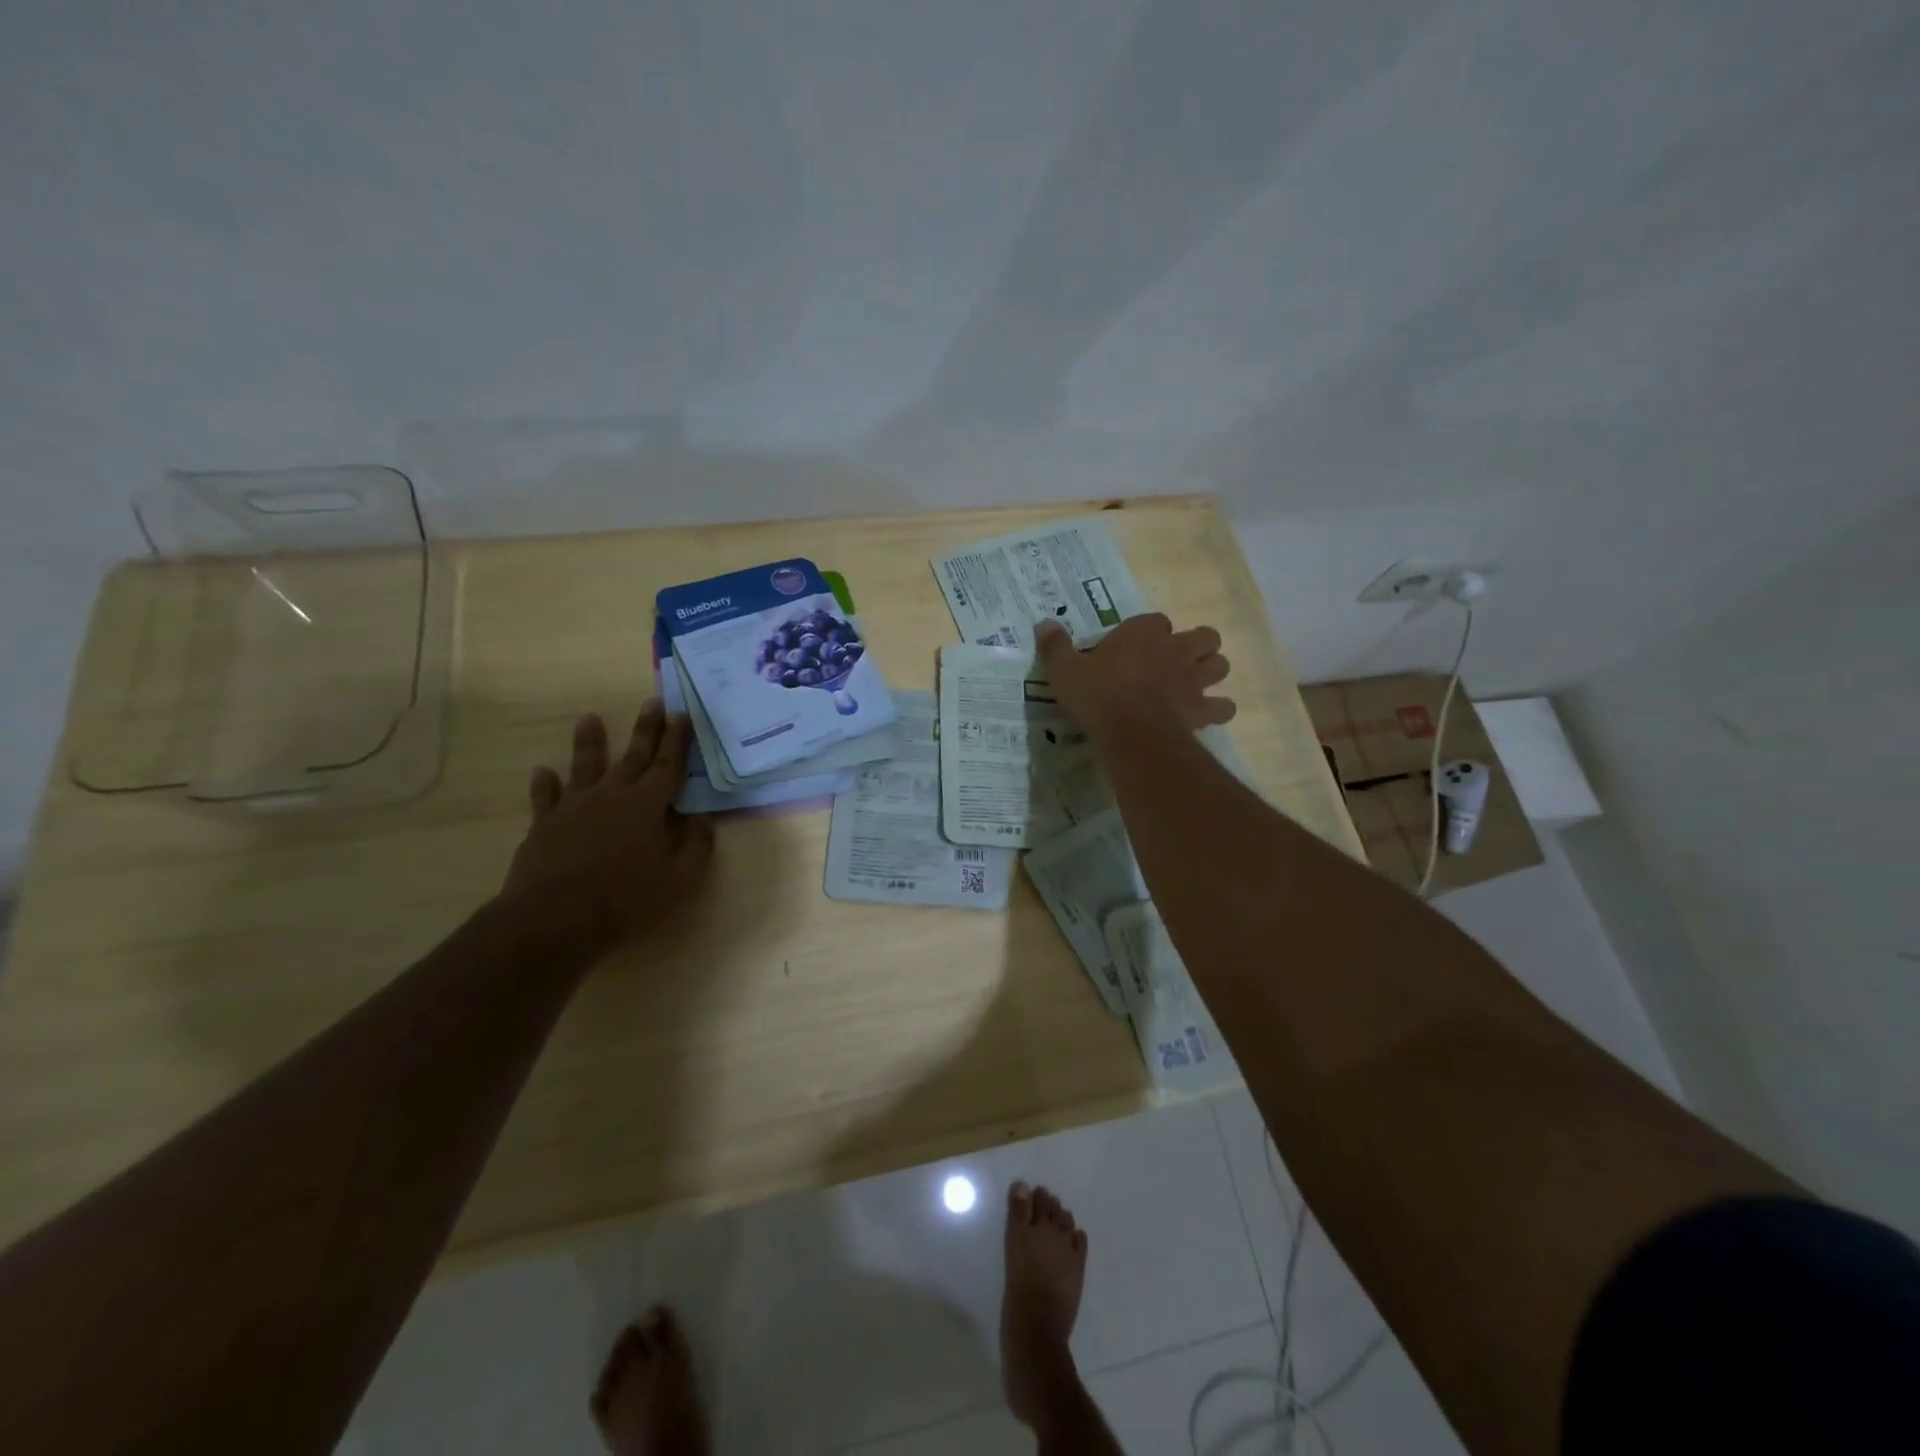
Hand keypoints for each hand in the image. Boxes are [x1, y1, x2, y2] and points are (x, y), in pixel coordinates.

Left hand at [500, 701, 714, 953]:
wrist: (554, 919)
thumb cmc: (626, 899)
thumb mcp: (680, 879)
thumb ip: (696, 845)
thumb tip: (702, 818)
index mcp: (648, 805)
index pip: (668, 765)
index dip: (677, 740)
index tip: (682, 715)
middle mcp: (612, 795)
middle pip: (633, 756)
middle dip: (646, 729)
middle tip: (653, 701)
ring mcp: (574, 807)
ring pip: (586, 766)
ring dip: (590, 742)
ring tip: (589, 718)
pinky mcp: (545, 825)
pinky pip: (546, 798)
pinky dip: (545, 785)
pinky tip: (542, 772)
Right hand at [1035, 614, 1235, 736]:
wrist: (1132, 732)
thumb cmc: (1098, 695)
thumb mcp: (1064, 670)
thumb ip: (1055, 646)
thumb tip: (1044, 623)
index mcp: (1143, 633)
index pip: (1156, 620)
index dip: (1150, 631)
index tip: (1136, 645)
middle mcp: (1175, 649)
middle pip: (1204, 636)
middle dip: (1196, 645)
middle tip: (1176, 661)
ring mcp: (1193, 679)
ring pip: (1220, 665)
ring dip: (1211, 672)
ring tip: (1194, 684)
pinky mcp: (1202, 709)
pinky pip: (1223, 707)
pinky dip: (1218, 710)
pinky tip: (1206, 716)